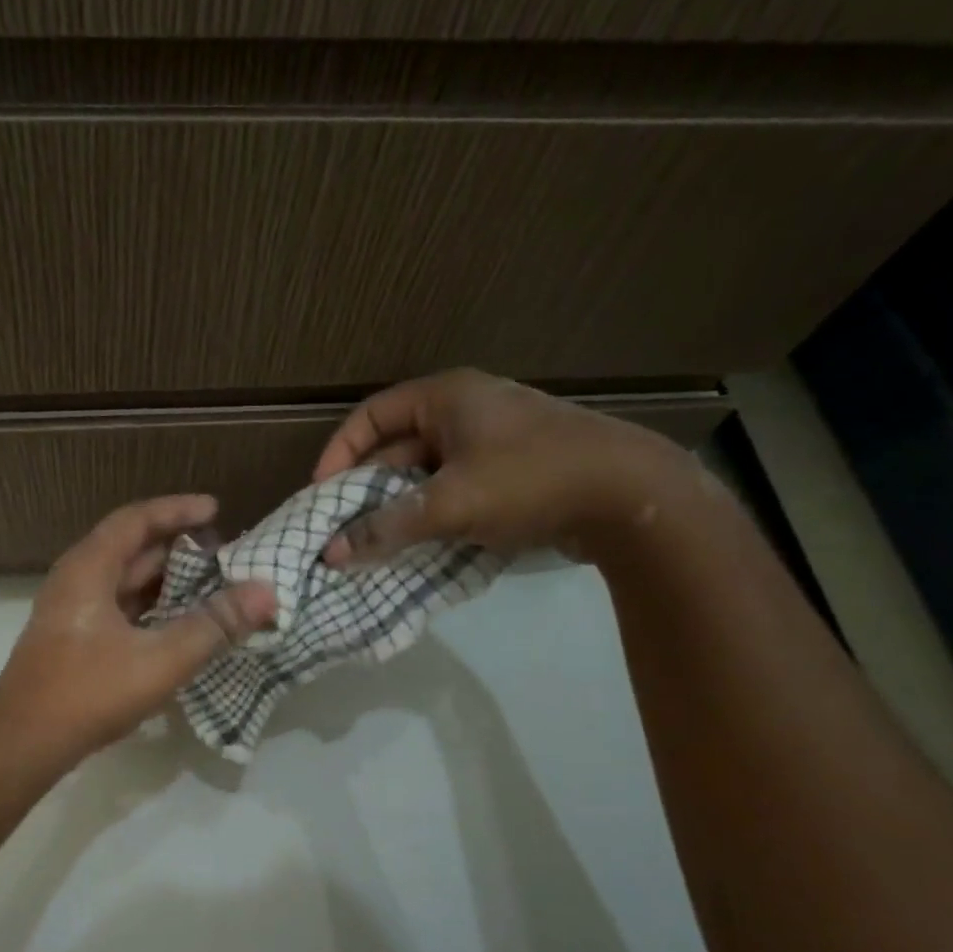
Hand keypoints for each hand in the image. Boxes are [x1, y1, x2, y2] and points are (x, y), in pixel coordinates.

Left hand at [0, 495, 275, 758]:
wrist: (23, 743)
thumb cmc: (89, 692)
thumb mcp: (160, 659)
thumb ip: (214, 625)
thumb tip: (265, 593)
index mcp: (88, 569)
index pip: (136, 520)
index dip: (177, 510)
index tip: (216, 510)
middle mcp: (76, 581)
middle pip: (131, 549)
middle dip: (177, 547)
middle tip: (222, 553)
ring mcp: (72, 613)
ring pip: (125, 583)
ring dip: (165, 581)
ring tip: (210, 586)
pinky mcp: (74, 641)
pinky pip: (119, 610)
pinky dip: (151, 609)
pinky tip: (178, 626)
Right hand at [312, 369, 694, 567]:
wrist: (630, 498)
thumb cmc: (531, 480)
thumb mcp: (449, 504)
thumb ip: (386, 527)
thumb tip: (331, 553)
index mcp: (447, 398)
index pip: (372, 416)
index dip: (340, 452)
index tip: (321, 494)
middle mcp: (465, 412)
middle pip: (396, 447)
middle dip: (367, 488)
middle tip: (342, 528)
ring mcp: (490, 444)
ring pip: (424, 475)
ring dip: (398, 508)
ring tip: (372, 544)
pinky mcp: (509, 474)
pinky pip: (452, 492)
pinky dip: (430, 516)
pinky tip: (417, 546)